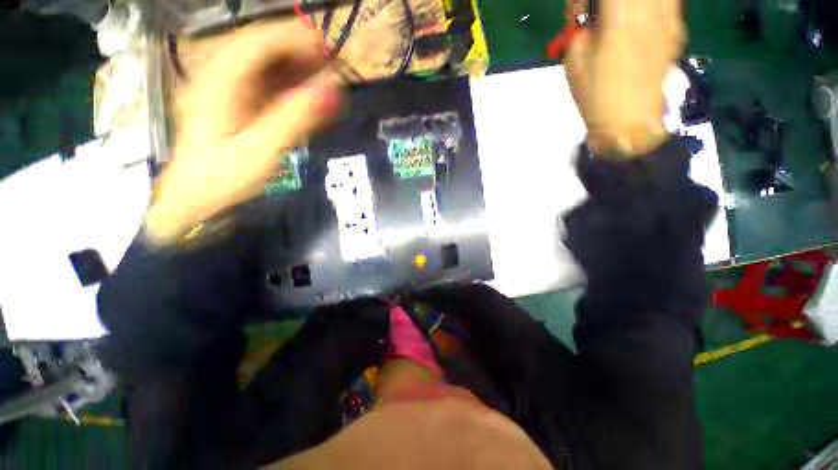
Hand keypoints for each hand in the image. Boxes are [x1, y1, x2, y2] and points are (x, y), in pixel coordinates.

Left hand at [144, 21, 342, 245]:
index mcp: (220, 79)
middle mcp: (220, 74)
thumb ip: (296, 118)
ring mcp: (227, 88)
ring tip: (324, 80)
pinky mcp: (235, 102)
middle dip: (297, 52)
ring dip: (296, 68)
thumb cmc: (223, 176)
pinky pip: (265, 85)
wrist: (195, 196)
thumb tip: (332, 89)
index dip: (294, 38)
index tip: (326, 48)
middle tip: (330, 66)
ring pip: (264, 65)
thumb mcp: (262, 149)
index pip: (258, 41)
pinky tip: (306, 97)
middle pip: (261, 48)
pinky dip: (288, 86)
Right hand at [565, 0, 683, 156]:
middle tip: (597, 15)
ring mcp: (670, 20)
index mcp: (623, 17)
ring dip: (631, 5)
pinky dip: (650, 7)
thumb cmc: (597, 98)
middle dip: (609, 4)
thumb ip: (582, 30)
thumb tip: (591, 19)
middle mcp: (652, 10)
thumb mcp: (575, 64)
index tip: (578, 12)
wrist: (630, 125)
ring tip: (618, 18)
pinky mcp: (676, 32)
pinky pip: (666, 3)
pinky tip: (637, 21)